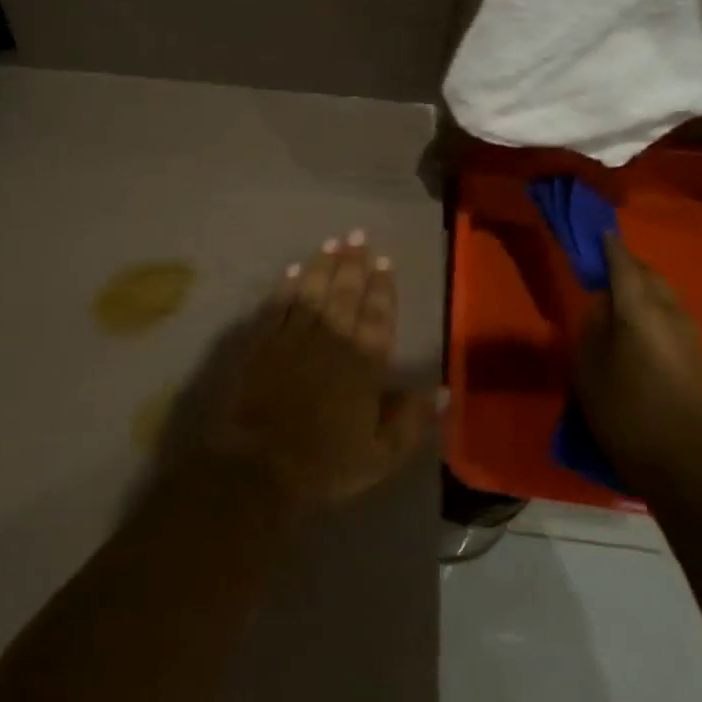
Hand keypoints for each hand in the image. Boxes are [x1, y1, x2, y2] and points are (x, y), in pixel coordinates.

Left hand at [203, 232, 437, 516]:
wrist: (259, 467)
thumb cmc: (325, 465)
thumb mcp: (381, 456)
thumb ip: (412, 421)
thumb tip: (441, 389)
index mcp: (364, 365)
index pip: (378, 317)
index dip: (383, 287)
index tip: (386, 260)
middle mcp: (332, 341)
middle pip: (346, 293)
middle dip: (354, 262)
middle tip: (359, 234)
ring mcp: (294, 338)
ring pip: (313, 291)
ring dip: (323, 264)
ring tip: (332, 241)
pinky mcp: (263, 342)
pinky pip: (278, 305)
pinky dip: (287, 285)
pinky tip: (294, 269)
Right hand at [574, 231, 701, 490]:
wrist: (679, 461)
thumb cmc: (623, 412)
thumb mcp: (589, 367)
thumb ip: (593, 325)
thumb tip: (602, 301)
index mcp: (640, 311)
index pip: (622, 265)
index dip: (608, 247)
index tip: (595, 232)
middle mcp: (670, 312)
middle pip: (647, 273)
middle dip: (625, 264)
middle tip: (599, 266)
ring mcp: (688, 331)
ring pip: (663, 291)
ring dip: (641, 284)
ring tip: (616, 292)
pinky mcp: (696, 351)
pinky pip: (670, 309)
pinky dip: (652, 302)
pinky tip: (637, 319)